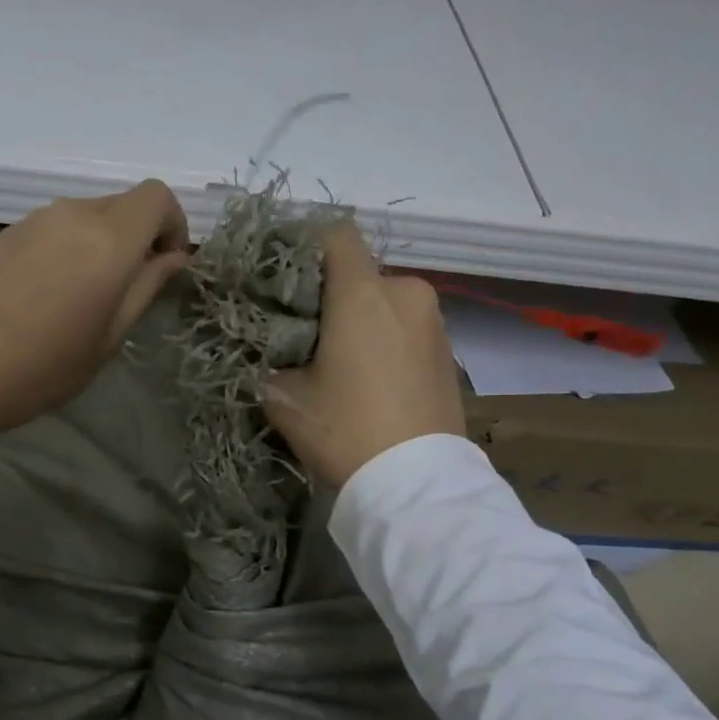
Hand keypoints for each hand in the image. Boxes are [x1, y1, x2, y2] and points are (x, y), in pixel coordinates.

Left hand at [0, 181, 189, 441]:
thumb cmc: (45, 367)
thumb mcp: (110, 337)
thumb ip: (146, 287)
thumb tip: (174, 257)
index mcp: (108, 240)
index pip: (157, 197)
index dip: (174, 225)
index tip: (167, 265)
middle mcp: (73, 214)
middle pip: (124, 203)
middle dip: (140, 235)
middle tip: (130, 287)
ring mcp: (35, 219)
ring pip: (89, 213)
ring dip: (104, 241)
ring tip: (87, 294)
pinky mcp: (8, 232)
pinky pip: (56, 225)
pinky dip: (71, 245)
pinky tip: (51, 291)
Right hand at [262, 223, 464, 486]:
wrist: (416, 485)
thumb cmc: (344, 429)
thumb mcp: (284, 398)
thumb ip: (269, 359)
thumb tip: (269, 350)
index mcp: (363, 294)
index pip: (336, 234)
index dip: (305, 245)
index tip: (283, 277)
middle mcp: (406, 294)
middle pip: (360, 273)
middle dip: (331, 293)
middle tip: (305, 330)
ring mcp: (434, 322)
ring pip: (385, 301)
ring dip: (361, 318)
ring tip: (339, 359)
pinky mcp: (449, 352)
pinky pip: (407, 328)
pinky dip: (386, 339)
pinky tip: (371, 378)